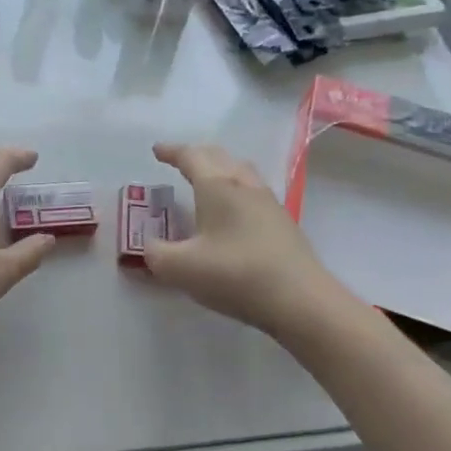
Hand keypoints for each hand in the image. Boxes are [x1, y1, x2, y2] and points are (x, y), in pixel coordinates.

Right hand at [144, 142, 341, 339]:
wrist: (300, 300)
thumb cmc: (235, 275)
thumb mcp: (180, 268)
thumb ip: (156, 253)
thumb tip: (150, 246)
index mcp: (218, 186)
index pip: (191, 157)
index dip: (172, 152)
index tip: (157, 150)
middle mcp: (245, 186)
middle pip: (219, 157)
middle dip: (196, 155)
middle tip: (179, 161)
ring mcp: (269, 204)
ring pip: (241, 172)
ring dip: (220, 170)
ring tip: (207, 181)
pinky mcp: (283, 224)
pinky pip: (253, 193)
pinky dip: (235, 190)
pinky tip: (232, 212)